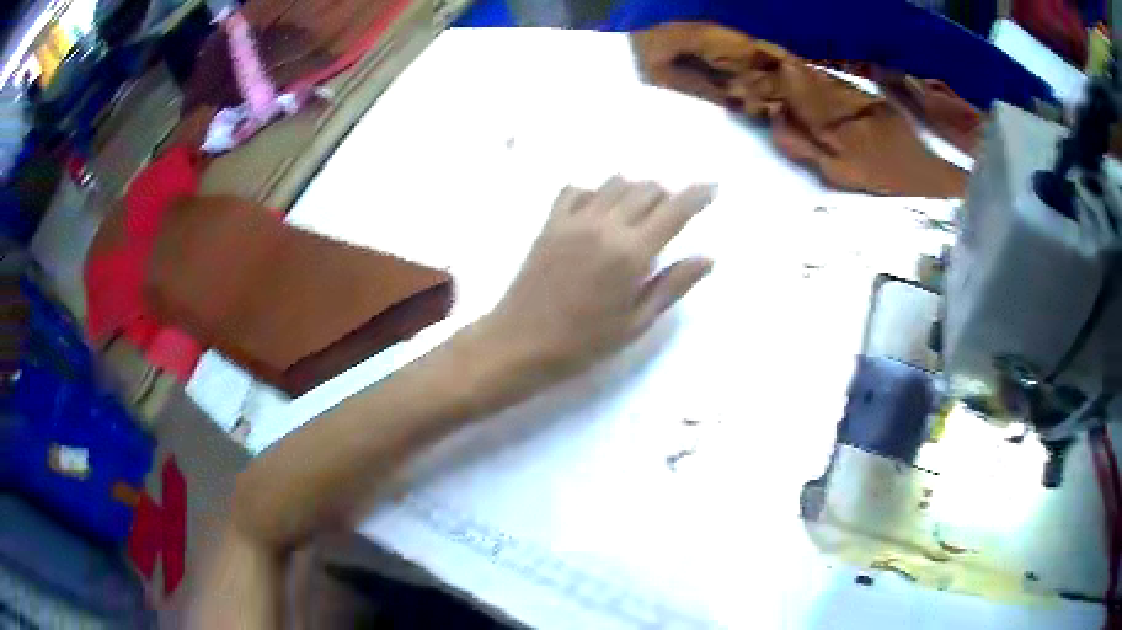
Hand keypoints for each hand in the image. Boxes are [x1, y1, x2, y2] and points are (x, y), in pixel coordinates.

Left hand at [478, 176, 714, 380]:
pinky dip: (595, 192)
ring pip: (614, 183)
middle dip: (667, 194)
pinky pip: (576, 190)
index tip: (713, 187)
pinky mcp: (550, 223)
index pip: (674, 210)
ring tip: (639, 213)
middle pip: (646, 189)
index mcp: (631, 253)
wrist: (521, 343)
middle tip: (673, 212)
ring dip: (635, 190)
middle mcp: (605, 226)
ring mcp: (574, 220)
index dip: (698, 195)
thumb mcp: (636, 322)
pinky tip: (598, 212)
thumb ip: (672, 285)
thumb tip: (707, 258)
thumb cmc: (584, 343)